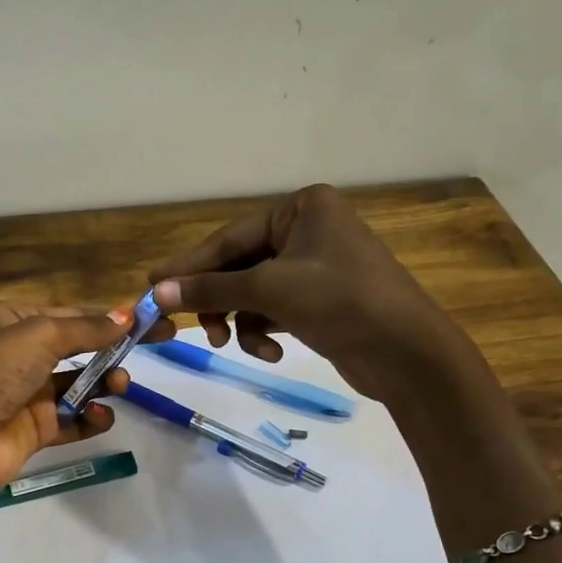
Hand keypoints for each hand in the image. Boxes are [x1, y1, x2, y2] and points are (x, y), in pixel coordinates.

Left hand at [0, 301, 157, 548]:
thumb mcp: (39, 336)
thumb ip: (87, 328)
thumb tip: (128, 315)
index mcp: (14, 322)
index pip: (72, 315)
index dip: (112, 317)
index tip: (153, 321)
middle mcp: (20, 356)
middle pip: (79, 348)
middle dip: (113, 349)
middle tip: (157, 347)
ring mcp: (27, 394)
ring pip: (79, 385)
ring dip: (104, 383)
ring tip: (119, 385)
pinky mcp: (34, 430)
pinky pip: (72, 420)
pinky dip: (90, 419)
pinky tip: (101, 417)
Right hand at [148, 184, 474, 400]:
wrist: (408, 354)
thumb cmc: (341, 303)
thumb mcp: (270, 291)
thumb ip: (211, 289)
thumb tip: (158, 291)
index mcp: (302, 208)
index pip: (231, 237)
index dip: (190, 265)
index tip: (153, 284)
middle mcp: (308, 230)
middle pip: (241, 265)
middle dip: (219, 301)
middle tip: (194, 328)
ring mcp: (316, 266)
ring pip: (254, 292)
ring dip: (241, 321)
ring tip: (234, 346)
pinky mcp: (321, 300)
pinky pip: (275, 309)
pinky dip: (265, 330)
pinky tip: (272, 352)